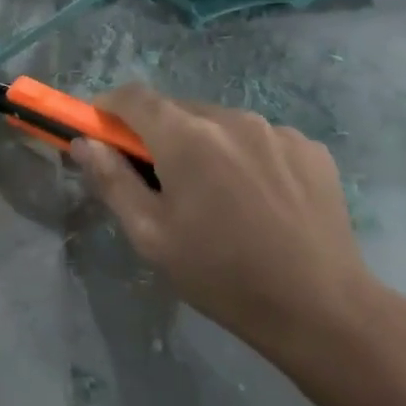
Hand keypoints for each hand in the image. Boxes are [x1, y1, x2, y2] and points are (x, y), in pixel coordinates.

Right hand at [70, 85, 383, 367]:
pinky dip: (245, 156)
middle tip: (159, 180)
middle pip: (177, 109)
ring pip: (220, 123)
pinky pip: (260, 139)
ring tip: (216, 196)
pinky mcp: (309, 148)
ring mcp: (276, 129)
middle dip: (158, 134)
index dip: (109, 107)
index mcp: (186, 136)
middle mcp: (230, 118)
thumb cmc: (221, 275)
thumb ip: (112, 180)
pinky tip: (257, 200)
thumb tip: (84, 143)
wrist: (321, 309)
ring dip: (204, 145)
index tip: (103, 132)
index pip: (133, 96)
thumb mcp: (151, 236)